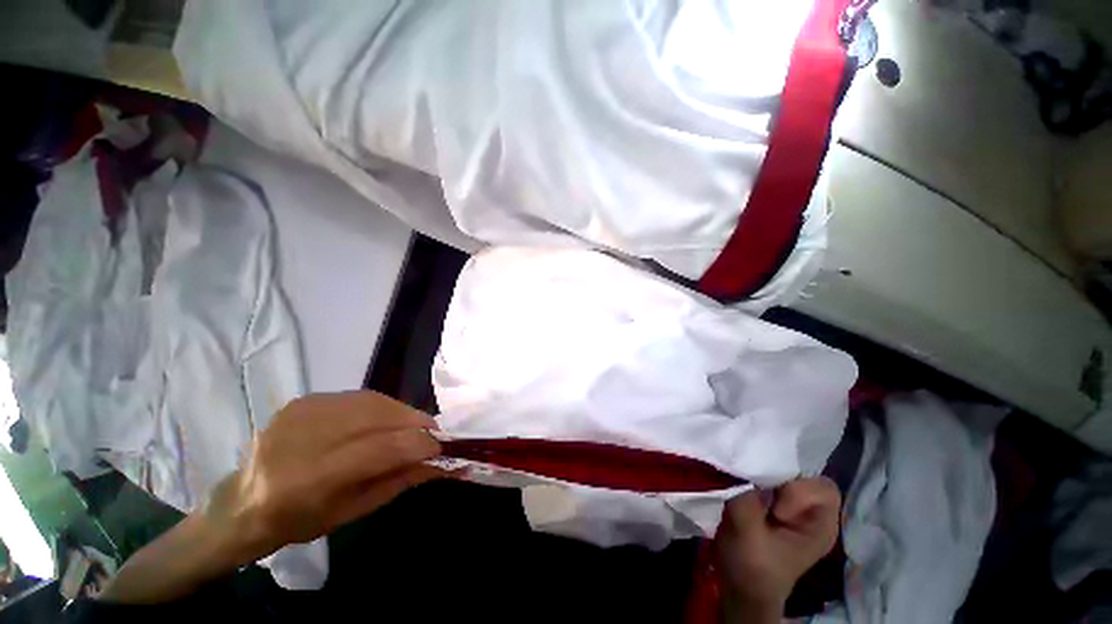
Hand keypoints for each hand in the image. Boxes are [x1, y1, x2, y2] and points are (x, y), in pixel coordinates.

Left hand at [206, 391, 444, 561]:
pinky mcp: (303, 401)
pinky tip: (384, 419)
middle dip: (415, 422)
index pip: (383, 449)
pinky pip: (357, 397)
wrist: (241, 504)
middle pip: (380, 417)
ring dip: (401, 411)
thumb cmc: (298, 520)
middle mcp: (305, 438)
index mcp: (311, 480)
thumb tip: (441, 462)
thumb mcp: (353, 511)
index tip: (442, 448)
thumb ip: (399, 480)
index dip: (420, 444)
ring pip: (372, 401)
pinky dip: (381, 406)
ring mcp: (301, 413)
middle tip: (432, 432)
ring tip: (413, 424)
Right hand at [716, 477, 840, 621]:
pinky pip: (773, 479)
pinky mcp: (778, 505)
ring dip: (764, 475)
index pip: (822, 489)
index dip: (797, 491)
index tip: (774, 509)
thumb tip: (742, 465)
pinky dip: (758, 477)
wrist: (742, 587)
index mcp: (821, 526)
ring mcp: (796, 508)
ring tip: (747, 489)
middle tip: (755, 489)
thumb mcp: (746, 533)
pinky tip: (744, 489)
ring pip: (786, 473)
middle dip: (777, 477)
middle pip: (805, 474)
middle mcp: (815, 513)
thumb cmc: (750, 567)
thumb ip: (747, 500)